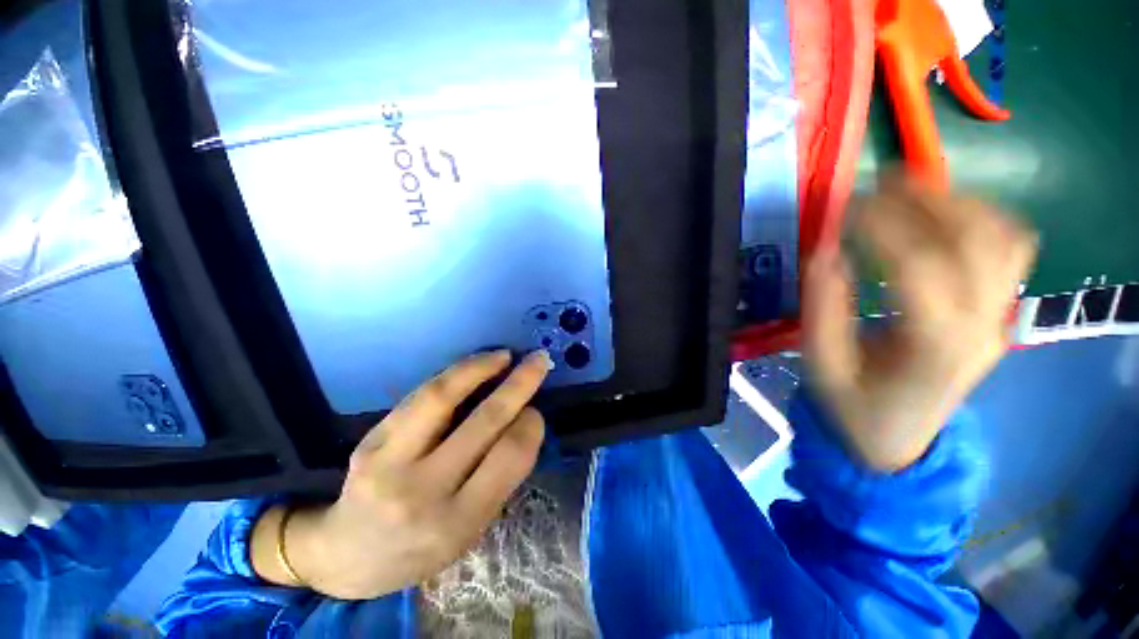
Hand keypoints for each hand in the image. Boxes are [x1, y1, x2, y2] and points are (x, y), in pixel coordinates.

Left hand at [251, 350, 551, 598]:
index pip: (508, 458)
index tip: (536, 411)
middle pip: (483, 423)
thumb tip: (524, 419)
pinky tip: (471, 366)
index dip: (530, 425)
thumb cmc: (420, 548)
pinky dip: (451, 375)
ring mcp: (389, 463)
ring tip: (503, 355)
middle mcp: (422, 493)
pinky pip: (418, 397)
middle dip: (518, 385)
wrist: (348, 556)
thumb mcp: (470, 529)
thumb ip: (499, 477)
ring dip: (480, 368)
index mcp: (457, 523)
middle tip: (538, 361)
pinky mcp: (369, 442)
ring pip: (441, 399)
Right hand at [803, 176, 1036, 471]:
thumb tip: (825, 250)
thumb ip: (822, 308)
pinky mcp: (998, 314)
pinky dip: (980, 219)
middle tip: (880, 181)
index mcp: (933, 348)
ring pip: (1006, 237)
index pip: (921, 266)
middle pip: (980, 240)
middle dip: (929, 198)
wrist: (898, 442)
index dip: (883, 226)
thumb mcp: (821, 365)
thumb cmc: (853, 408)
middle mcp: (981, 326)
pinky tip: (942, 215)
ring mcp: (999, 319)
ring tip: (911, 189)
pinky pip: (1009, 250)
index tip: (846, 207)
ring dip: (960, 202)